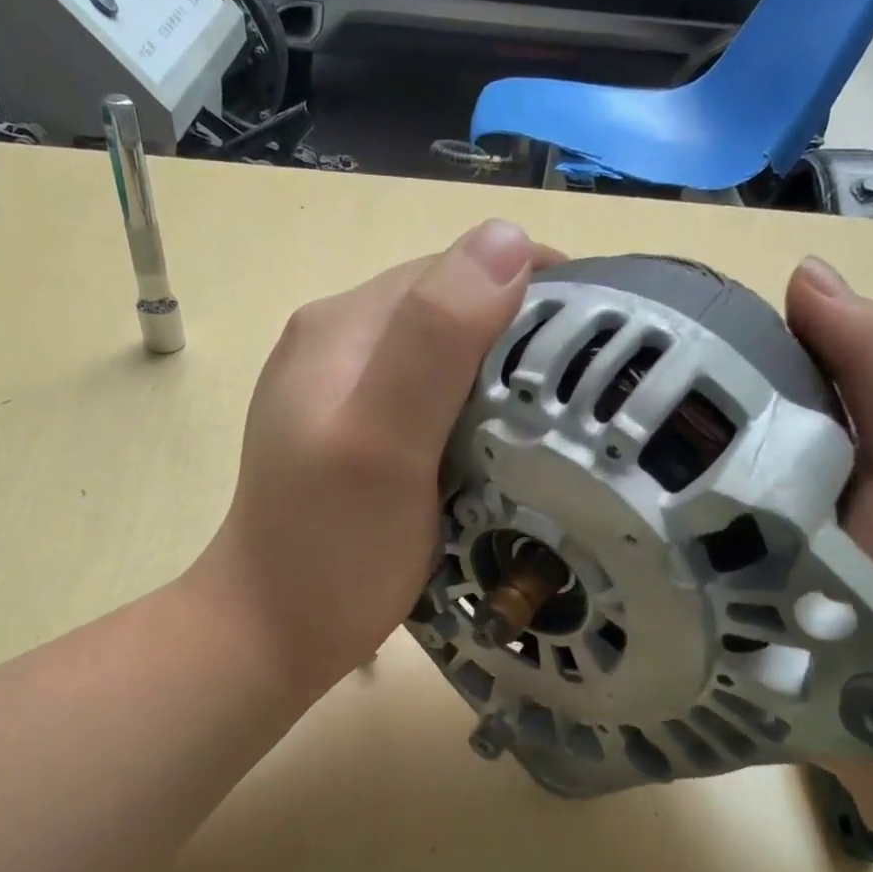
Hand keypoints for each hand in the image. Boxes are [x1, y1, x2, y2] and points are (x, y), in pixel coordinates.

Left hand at [190, 221, 565, 694]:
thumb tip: (509, 238)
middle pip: (451, 310)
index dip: (531, 290)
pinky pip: (429, 401)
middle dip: (522, 334)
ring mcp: (342, 393)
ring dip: (501, 375)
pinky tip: (499, 446)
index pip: (455, 270)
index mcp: (343, 327)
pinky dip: (473, 411)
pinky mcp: (354, 436)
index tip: (601, 338)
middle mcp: (338, 343)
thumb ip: (435, 340)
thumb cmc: (330, 551)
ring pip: (444, 357)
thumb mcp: (383, 444)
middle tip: (591, 389)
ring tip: (557, 418)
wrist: (271, 633)